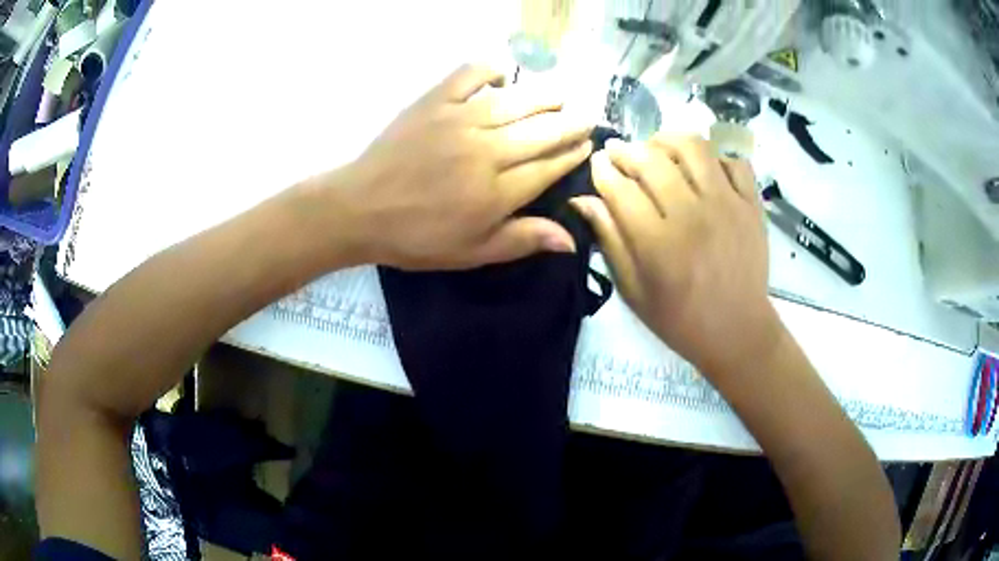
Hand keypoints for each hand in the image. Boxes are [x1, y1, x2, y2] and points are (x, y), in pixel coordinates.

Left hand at [315, 64, 592, 269]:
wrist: (360, 209)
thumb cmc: (416, 237)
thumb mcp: (471, 253)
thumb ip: (522, 240)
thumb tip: (572, 239)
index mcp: (498, 191)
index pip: (550, 166)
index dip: (573, 154)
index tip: (587, 145)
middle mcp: (487, 150)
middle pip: (543, 130)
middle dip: (571, 123)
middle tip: (587, 117)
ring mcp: (460, 120)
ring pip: (517, 101)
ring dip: (546, 96)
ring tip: (562, 95)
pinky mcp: (434, 102)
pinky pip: (469, 75)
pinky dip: (491, 68)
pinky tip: (504, 72)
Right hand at [571, 135, 781, 380]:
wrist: (738, 331)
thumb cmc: (680, 319)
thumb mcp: (633, 291)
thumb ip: (610, 241)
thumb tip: (584, 200)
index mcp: (658, 243)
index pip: (619, 187)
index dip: (602, 169)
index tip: (597, 163)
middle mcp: (691, 214)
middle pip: (651, 159)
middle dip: (626, 150)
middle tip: (620, 154)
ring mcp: (727, 204)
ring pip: (693, 147)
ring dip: (667, 140)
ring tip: (658, 148)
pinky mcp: (752, 204)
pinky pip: (733, 160)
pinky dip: (715, 156)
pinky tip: (702, 168)